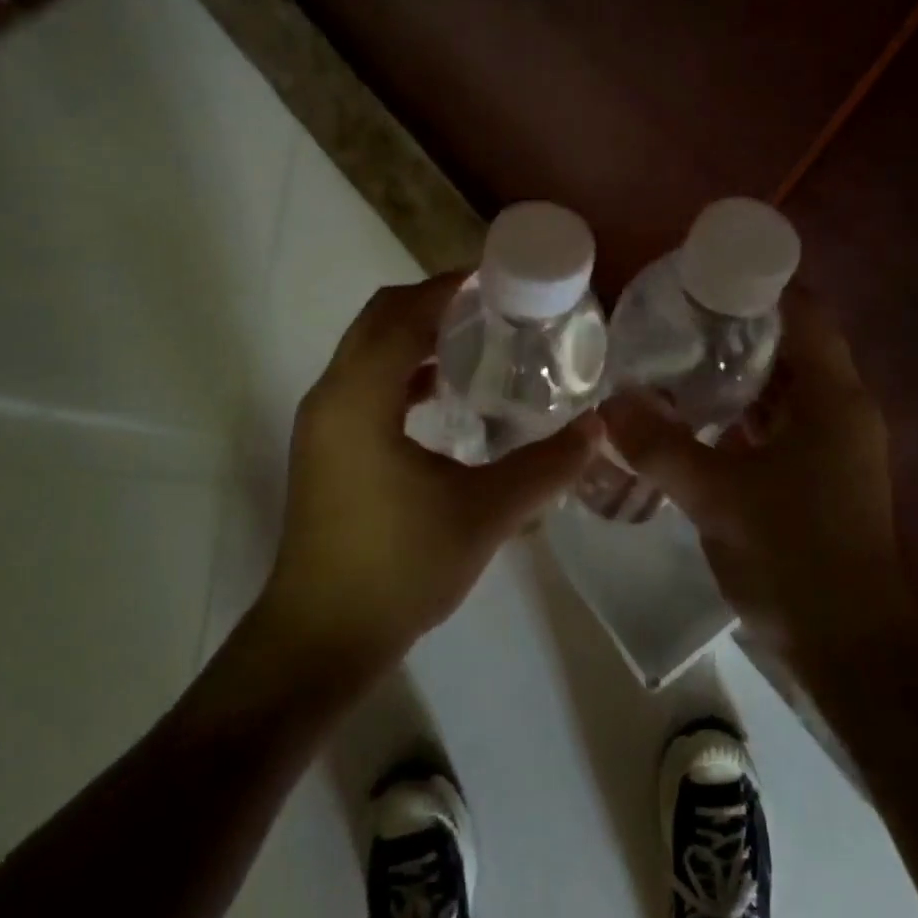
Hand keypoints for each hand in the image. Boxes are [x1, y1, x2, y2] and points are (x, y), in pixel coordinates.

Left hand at [257, 273, 603, 676]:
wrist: (319, 640)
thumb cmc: (398, 569)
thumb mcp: (484, 514)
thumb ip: (545, 467)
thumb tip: (599, 430)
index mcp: (360, 397)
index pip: (404, 312)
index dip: (449, 286)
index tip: (498, 276)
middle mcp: (332, 395)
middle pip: (380, 318)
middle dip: (433, 301)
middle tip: (494, 305)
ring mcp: (323, 423)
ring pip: (369, 349)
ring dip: (417, 334)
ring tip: (478, 340)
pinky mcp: (326, 447)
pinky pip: (365, 382)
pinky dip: (403, 370)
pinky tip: (446, 394)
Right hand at [600, 290, 914, 664]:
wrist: (850, 649)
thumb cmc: (794, 557)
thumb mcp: (718, 497)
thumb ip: (660, 446)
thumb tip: (608, 403)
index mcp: (832, 398)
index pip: (805, 311)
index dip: (761, 283)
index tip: (706, 273)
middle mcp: (840, 410)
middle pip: (791, 344)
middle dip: (738, 325)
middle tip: (677, 314)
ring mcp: (832, 445)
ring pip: (783, 386)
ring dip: (738, 370)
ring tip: (678, 354)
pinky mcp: (818, 474)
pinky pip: (778, 422)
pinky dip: (742, 411)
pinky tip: (697, 413)